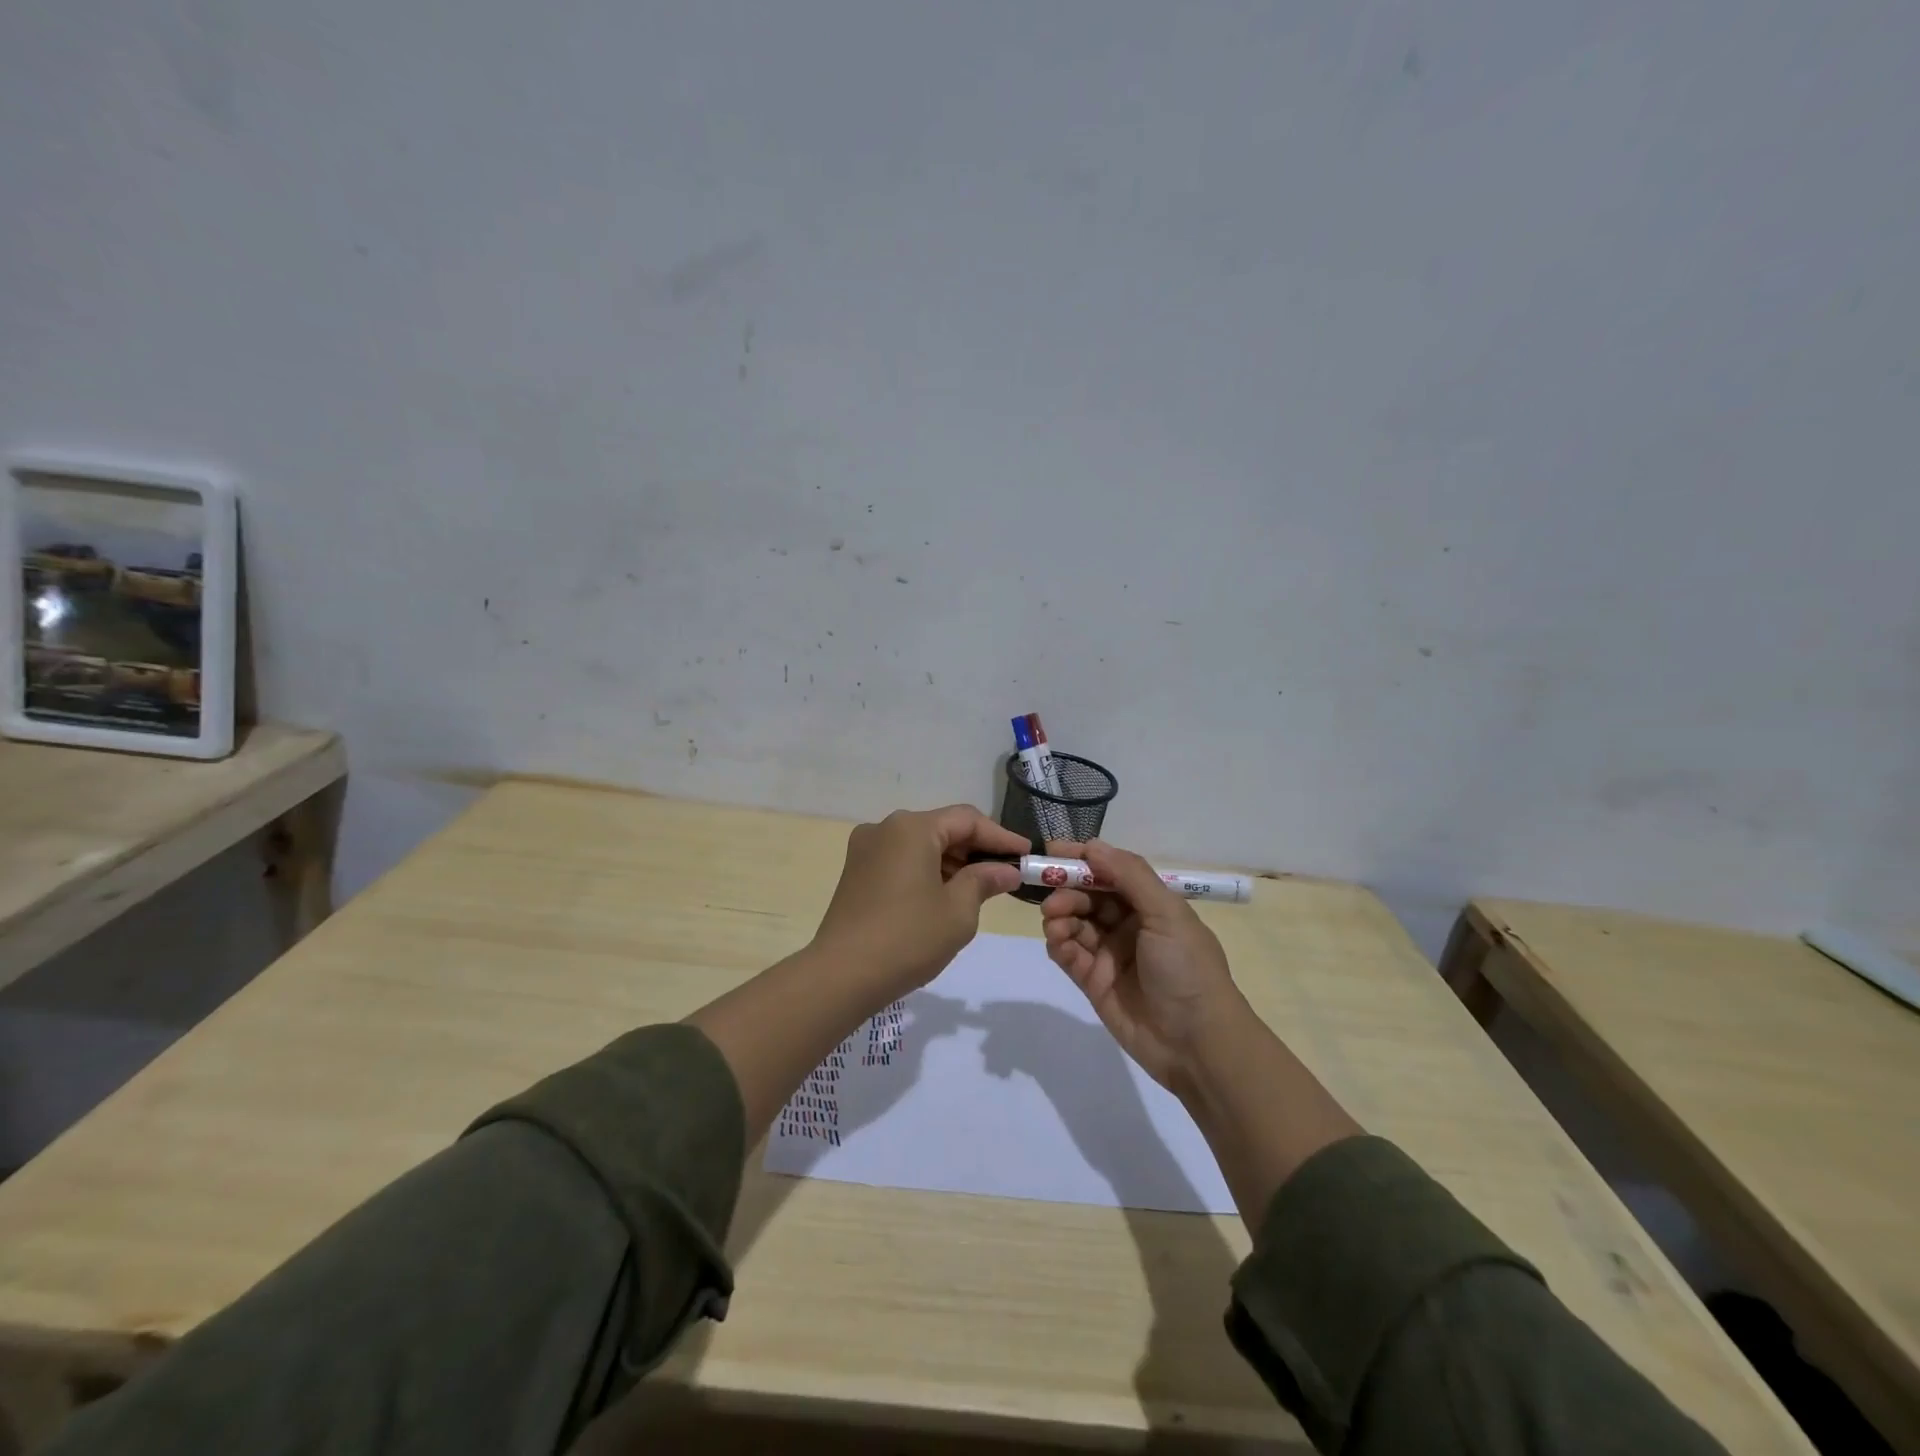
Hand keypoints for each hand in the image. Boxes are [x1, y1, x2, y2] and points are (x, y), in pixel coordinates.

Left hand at [811, 805, 1026, 1002]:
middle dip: (976, 849)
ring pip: (921, 844)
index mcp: (912, 828)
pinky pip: (901, 859)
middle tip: (1008, 872)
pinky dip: (928, 870)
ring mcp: (866, 849)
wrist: (841, 975)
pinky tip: (946, 893)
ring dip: (952, 861)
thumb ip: (985, 881)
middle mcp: (886, 828)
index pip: (967, 820)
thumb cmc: (908, 938)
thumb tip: (1006, 870)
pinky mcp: (856, 871)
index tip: (1027, 854)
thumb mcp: (958, 911)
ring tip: (982, 886)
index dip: (1001, 836)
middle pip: (942, 828)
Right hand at [1040, 839, 1243, 1091]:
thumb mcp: (1167, 914)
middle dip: (1067, 889)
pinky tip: (1058, 941)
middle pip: (1088, 895)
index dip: (1084, 859)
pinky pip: (1068, 954)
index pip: (1111, 871)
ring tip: (1054, 920)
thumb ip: (1129, 876)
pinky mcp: (1094, 982)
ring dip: (1060, 915)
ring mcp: (1110, 954)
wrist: (1198, 1043)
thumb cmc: (1187, 969)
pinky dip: (1059, 943)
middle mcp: (1129, 924)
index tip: (1052, 850)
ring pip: (1074, 922)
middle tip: (1050, 893)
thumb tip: (1092, 845)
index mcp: (1151, 904)